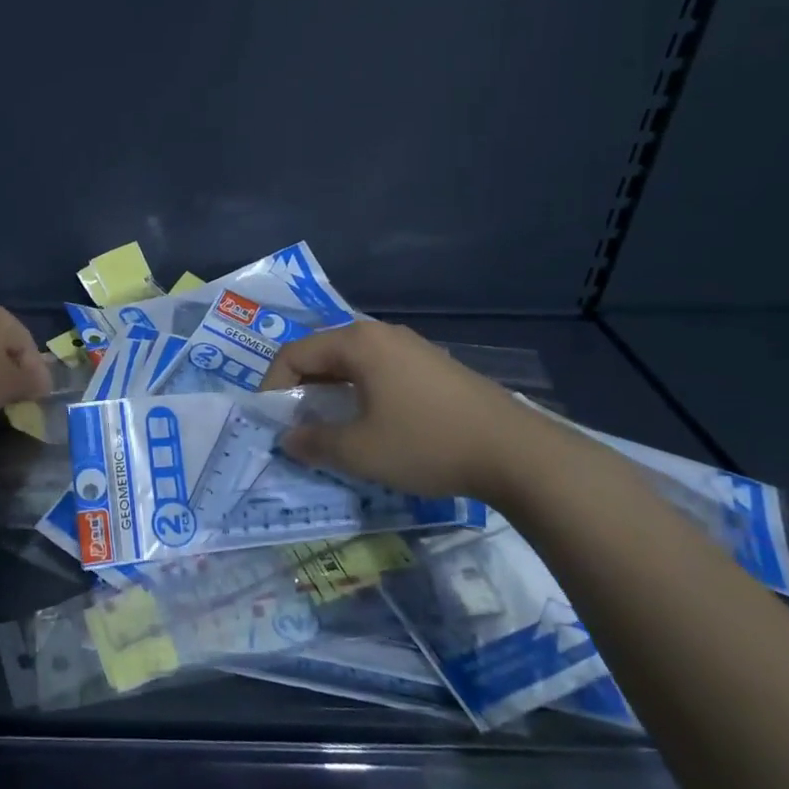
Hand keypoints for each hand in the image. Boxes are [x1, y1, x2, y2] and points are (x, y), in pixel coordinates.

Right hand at [263, 321, 542, 499]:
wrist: (517, 454)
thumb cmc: (426, 444)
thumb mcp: (360, 451)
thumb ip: (315, 442)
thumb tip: (288, 438)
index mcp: (357, 342)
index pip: (294, 354)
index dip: (272, 386)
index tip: (270, 421)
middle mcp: (381, 334)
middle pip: (322, 353)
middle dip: (301, 387)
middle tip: (294, 422)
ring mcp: (411, 347)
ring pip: (352, 362)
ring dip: (330, 390)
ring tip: (328, 424)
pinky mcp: (434, 366)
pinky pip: (379, 370)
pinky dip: (359, 391)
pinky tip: (370, 421)